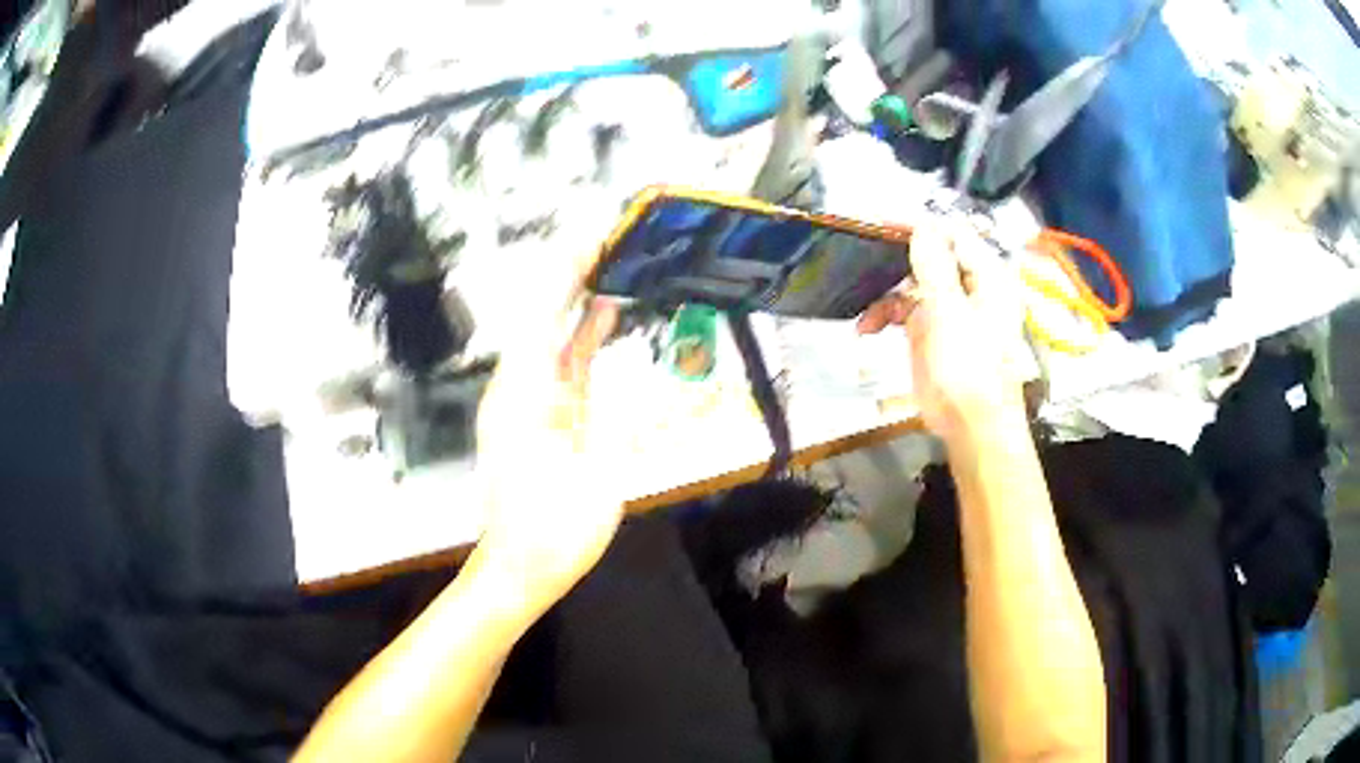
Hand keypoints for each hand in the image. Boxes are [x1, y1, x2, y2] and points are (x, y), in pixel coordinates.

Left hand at [471, 248, 623, 614]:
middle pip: (544, 318)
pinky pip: (563, 366)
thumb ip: (615, 420)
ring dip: (581, 302)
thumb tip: (627, 370)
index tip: (593, 239)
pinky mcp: (542, 417)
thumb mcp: (596, 480)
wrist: (522, 570)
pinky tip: (606, 319)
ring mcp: (529, 402)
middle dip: (575, 276)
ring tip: (617, 266)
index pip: (541, 316)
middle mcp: (520, 389)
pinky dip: (583, 338)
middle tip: (614, 240)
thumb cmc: (554, 532)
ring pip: (554, 338)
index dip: (565, 274)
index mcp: (524, 397)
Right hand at [857, 223, 1025, 439]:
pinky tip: (866, 330)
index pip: (952, 234)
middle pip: (929, 254)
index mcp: (986, 276)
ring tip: (863, 309)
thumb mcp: (951, 314)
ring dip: (883, 291)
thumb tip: (922, 226)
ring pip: (911, 281)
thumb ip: (935, 267)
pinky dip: (883, 315)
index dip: (918, 225)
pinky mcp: (930, 331)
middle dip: (894, 256)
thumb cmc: (970, 370)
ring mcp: (948, 308)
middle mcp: (968, 286)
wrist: (971, 428)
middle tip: (860, 252)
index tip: (879, 221)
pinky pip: (903, 310)